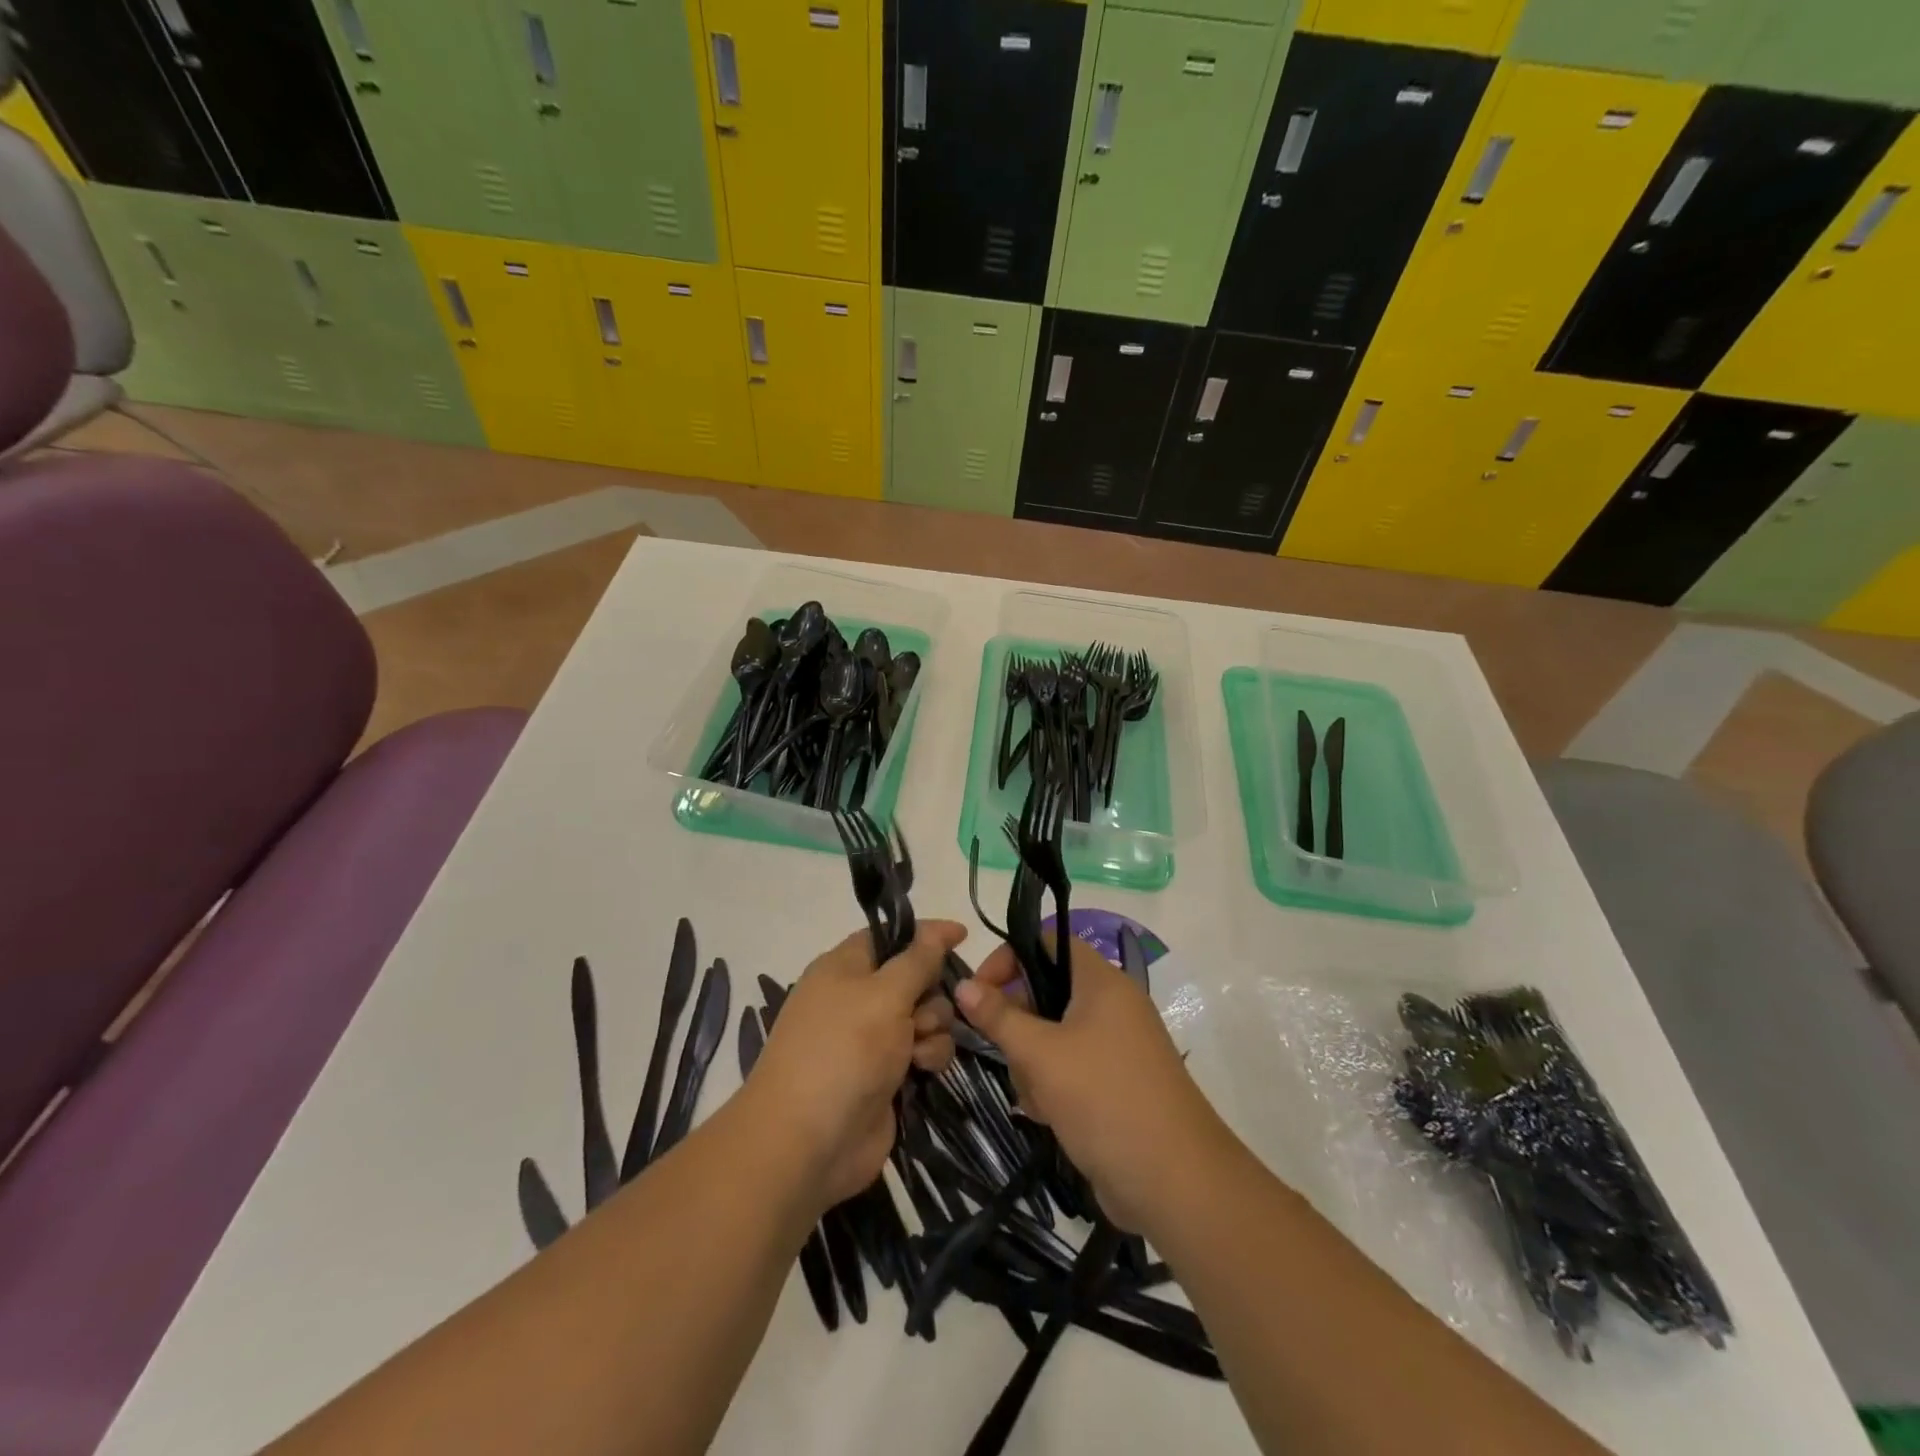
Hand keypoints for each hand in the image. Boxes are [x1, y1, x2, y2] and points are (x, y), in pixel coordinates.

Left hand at [742, 921, 963, 1212]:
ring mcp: (872, 1039)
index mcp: (844, 967)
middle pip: (914, 977)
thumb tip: (938, 929)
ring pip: (925, 1016)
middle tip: (923, 1010)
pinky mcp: (886, 1076)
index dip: (925, 934)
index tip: (962, 935)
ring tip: (918, 1049)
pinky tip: (922, 1071)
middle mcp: (858, 998)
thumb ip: (918, 959)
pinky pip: (922, 1051)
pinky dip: (928, 1056)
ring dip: (933, 1027)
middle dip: (931, 991)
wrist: (808, 1143)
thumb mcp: (884, 994)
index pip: (890, 936)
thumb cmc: (844, 1051)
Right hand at [954, 935, 1228, 1232]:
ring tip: (1035, 1097)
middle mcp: (1112, 1006)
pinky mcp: (1116, 1084)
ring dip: (1032, 1063)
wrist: (1175, 1182)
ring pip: (1054, 1036)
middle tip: (1005, 1053)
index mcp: (1102, 982)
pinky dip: (1052, 1086)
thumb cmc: (1105, 1099)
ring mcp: (1117, 1047)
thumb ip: (999, 1017)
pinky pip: (1070, 1068)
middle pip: (1047, 992)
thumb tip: (963, 985)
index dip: (1010, 958)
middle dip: (1018, 1024)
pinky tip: (1048, 1116)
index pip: (1047, 943)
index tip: (980, 991)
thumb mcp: (1041, 1055)